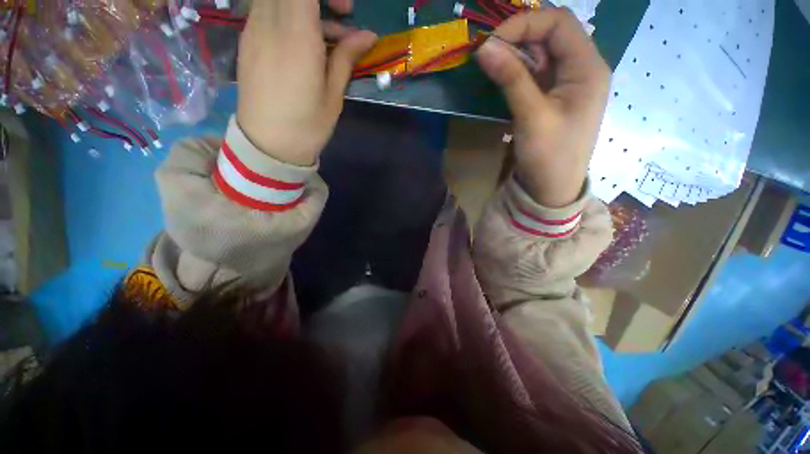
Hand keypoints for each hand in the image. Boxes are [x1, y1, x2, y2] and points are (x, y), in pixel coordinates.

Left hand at [236, 0, 376, 165]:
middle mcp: (269, 23)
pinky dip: (289, 17)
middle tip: (341, 18)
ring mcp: (253, 30)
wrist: (268, 145)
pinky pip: (268, 11)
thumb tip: (368, 35)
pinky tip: (304, 45)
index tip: (346, 11)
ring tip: (328, 40)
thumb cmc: (307, 125)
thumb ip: (347, 58)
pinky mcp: (248, 41)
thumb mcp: (333, 95)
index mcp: (296, 36)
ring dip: (305, 8)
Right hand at [476, 8, 610, 207]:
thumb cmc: (549, 156)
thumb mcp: (531, 116)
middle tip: (486, 52)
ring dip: (514, 53)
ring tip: (489, 63)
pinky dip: (516, 70)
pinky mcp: (553, 97)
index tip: (491, 42)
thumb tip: (484, 48)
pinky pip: (535, 73)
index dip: (524, 23)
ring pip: (541, 53)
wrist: (552, 188)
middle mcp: (582, 68)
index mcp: (588, 67)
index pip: (558, 23)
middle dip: (517, 36)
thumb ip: (511, 79)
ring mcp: (567, 83)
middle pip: (550, 34)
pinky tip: (500, 76)